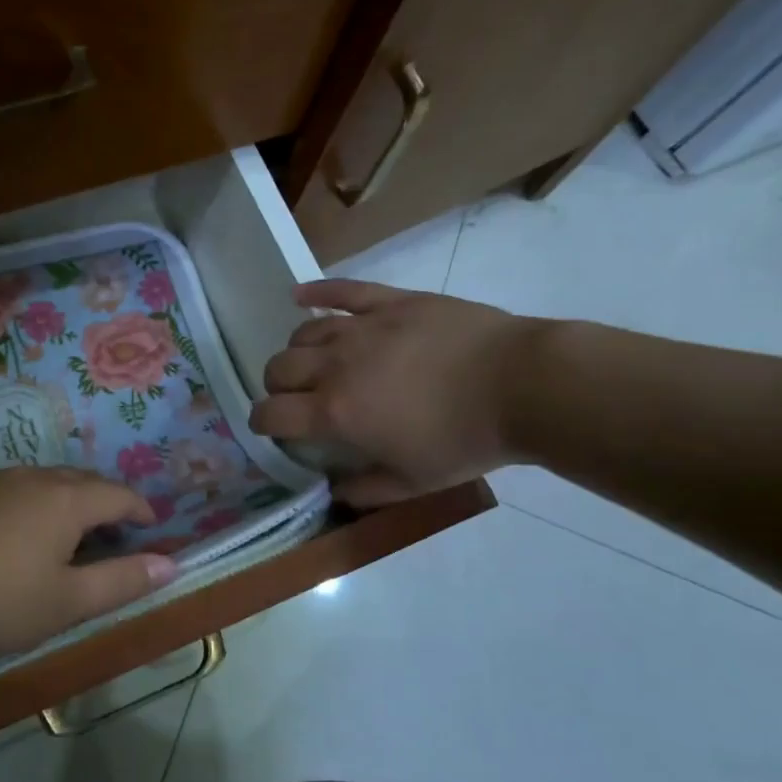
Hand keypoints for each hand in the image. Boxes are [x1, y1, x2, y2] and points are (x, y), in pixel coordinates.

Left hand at [0, 467, 178, 657]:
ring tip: (62, 528)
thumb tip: (171, 564)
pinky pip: (6, 488)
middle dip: (104, 501)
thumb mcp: (66, 602)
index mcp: (67, 500)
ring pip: (41, 481)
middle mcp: (34, 477)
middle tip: (111, 530)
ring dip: (63, 500)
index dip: (141, 509)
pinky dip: (24, 503)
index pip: (119, 494)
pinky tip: (9, 527)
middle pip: (82, 481)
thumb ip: (122, 581)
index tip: (151, 526)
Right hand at [248, 279, 538, 507]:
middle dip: (276, 386)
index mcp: (335, 411)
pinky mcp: (391, 300)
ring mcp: (362, 326)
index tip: (269, 429)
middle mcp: (335, 365)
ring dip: (297, 351)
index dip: (261, 423)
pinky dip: (314, 292)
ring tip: (311, 361)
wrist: (520, 385)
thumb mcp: (412, 483)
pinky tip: (298, 295)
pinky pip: (341, 290)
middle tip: (294, 398)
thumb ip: (365, 491)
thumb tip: (334, 491)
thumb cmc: (464, 440)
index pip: (272, 413)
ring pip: (304, 332)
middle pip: (279, 368)